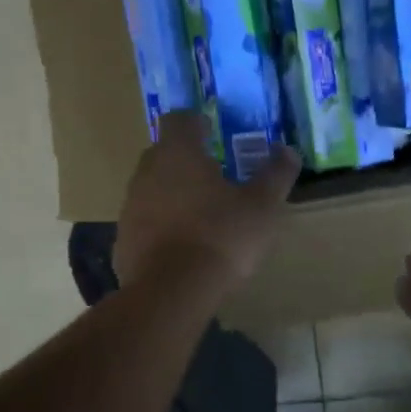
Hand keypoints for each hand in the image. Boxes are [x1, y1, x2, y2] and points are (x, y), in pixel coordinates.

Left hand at [115, 112, 300, 296]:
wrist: (171, 293)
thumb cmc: (221, 237)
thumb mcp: (262, 206)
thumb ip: (276, 174)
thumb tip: (287, 150)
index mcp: (178, 153)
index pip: (178, 119)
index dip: (196, 122)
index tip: (214, 134)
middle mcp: (147, 172)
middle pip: (164, 152)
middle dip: (187, 159)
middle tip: (215, 175)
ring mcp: (130, 206)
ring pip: (152, 188)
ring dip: (173, 193)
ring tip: (202, 215)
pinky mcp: (123, 240)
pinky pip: (145, 222)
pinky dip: (162, 226)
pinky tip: (184, 247)